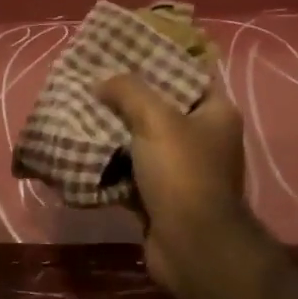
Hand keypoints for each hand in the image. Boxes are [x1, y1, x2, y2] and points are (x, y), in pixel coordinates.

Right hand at [96, 73, 250, 296]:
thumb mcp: (155, 119)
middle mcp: (204, 138)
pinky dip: (110, 163)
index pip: (188, 75)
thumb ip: (128, 91)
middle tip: (94, 80)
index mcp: (216, 113)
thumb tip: (101, 82)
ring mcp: (183, 170)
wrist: (191, 247)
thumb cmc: (182, 173)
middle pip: (161, 107)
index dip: (158, 61)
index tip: (124, 52)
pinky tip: (83, 148)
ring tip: (82, 110)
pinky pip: (131, 170)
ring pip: (142, 140)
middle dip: (127, 97)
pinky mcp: (161, 196)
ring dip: (114, 130)